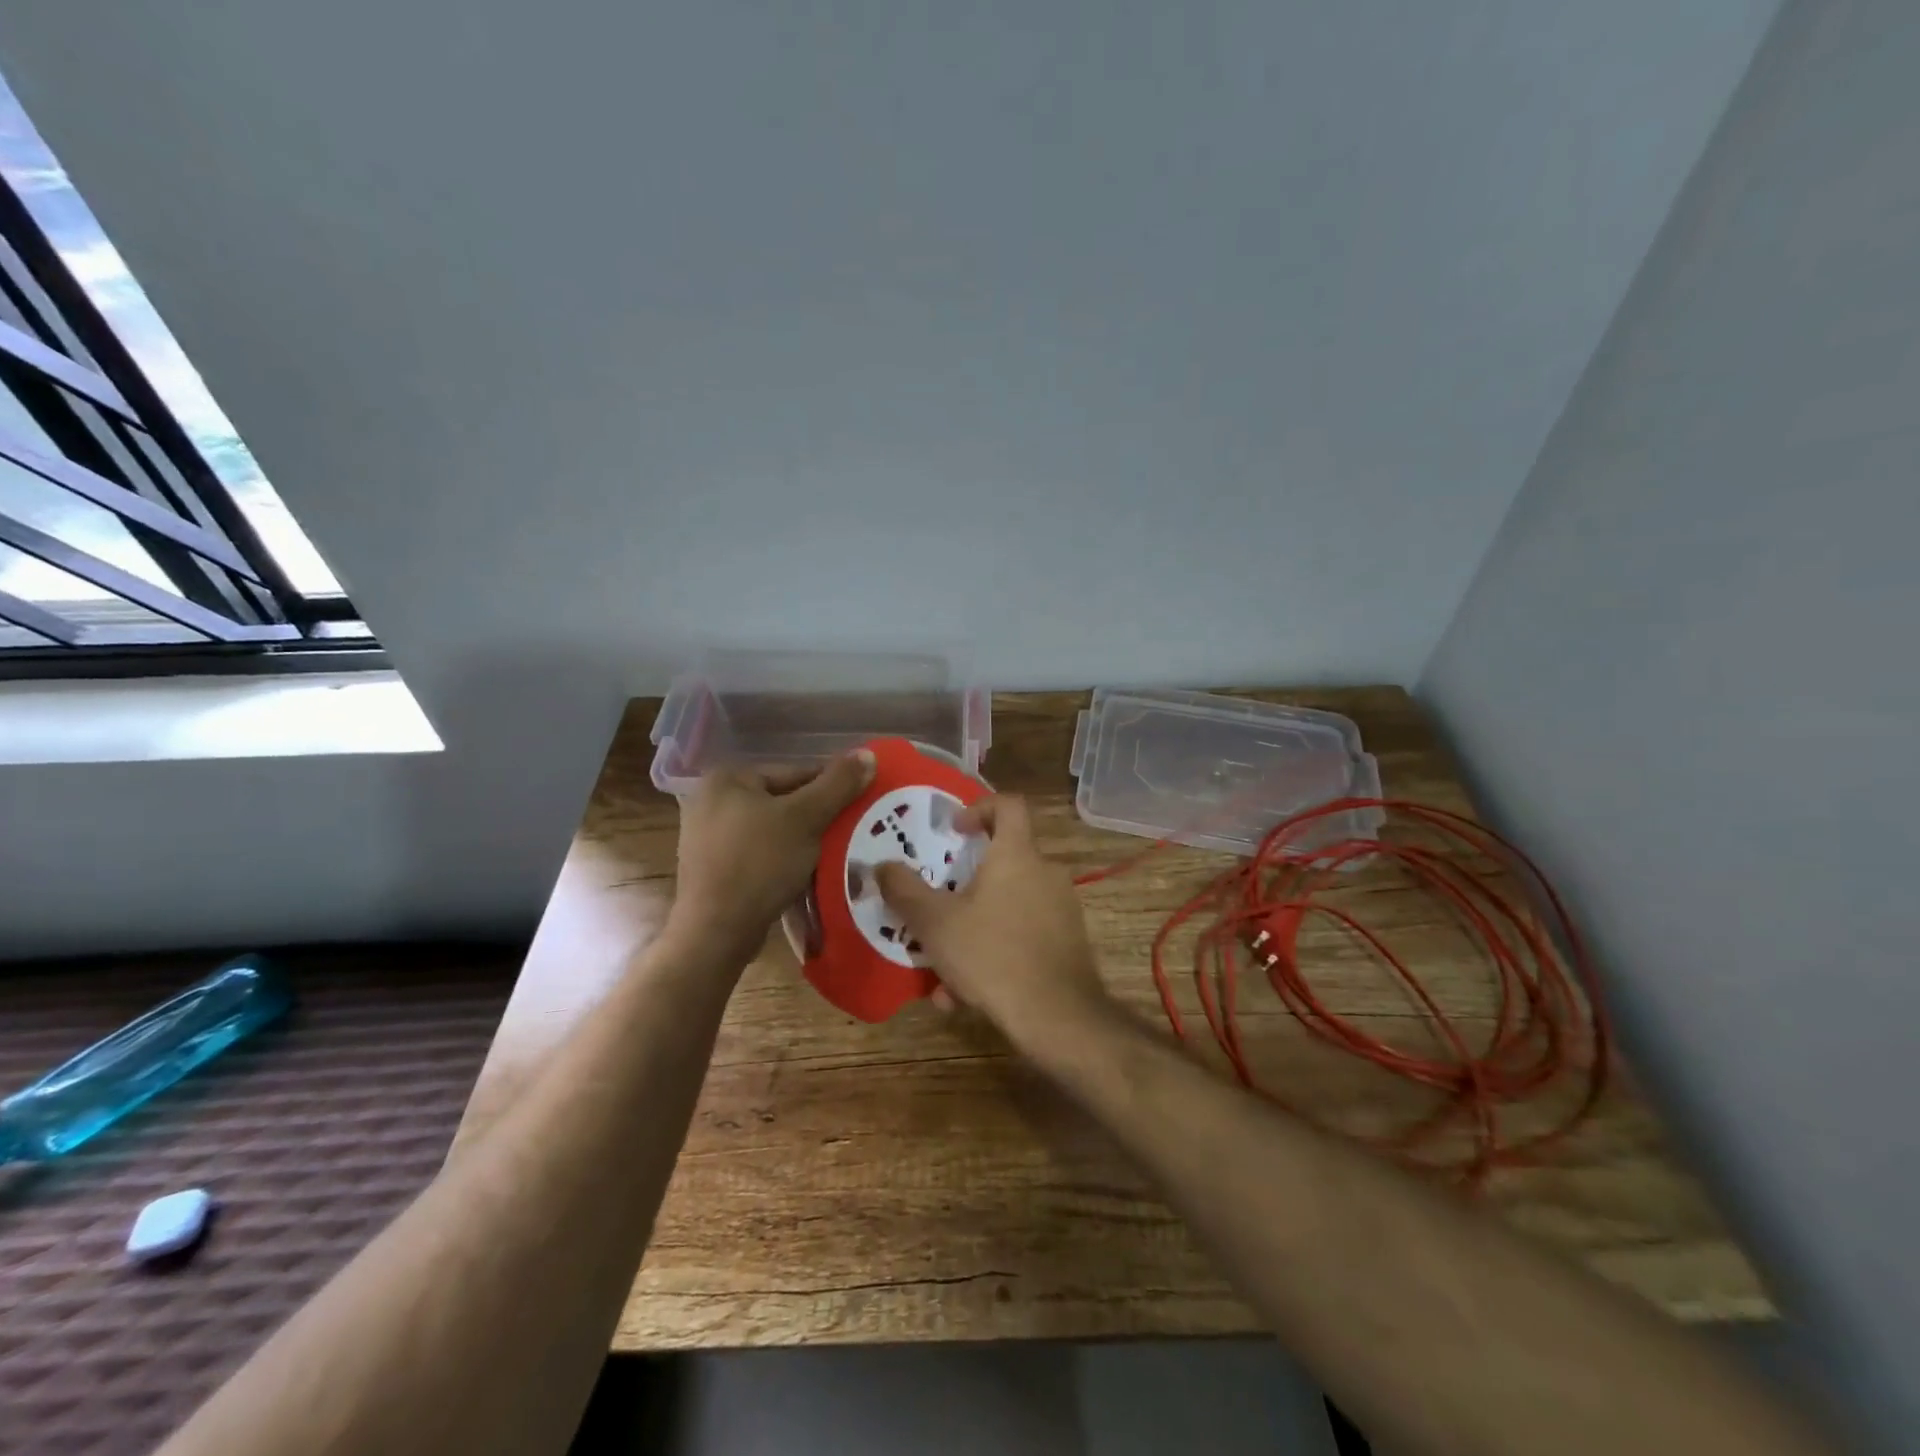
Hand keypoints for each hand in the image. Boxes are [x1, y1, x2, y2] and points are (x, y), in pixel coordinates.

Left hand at [670, 752, 875, 960]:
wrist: (716, 932)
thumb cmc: (760, 863)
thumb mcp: (806, 818)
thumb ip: (838, 784)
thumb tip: (869, 753)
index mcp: (728, 778)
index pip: (796, 773)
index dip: (832, 789)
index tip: (860, 806)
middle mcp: (711, 800)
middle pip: (783, 801)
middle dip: (817, 818)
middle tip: (851, 833)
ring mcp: (708, 836)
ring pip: (773, 830)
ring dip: (803, 841)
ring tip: (833, 856)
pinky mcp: (712, 868)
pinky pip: (759, 854)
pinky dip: (783, 860)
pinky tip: (805, 875)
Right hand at [874, 796, 1112, 1046]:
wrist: (1057, 1017)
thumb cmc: (992, 955)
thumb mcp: (935, 923)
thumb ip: (904, 890)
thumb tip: (881, 866)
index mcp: (1017, 855)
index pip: (1008, 805)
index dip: (979, 807)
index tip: (954, 831)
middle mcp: (1045, 873)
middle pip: (1003, 862)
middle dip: (965, 886)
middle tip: (937, 907)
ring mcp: (1061, 908)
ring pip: (1007, 907)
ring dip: (973, 930)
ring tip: (941, 972)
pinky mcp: (1068, 942)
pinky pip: (1022, 936)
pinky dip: (994, 954)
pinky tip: (966, 996)